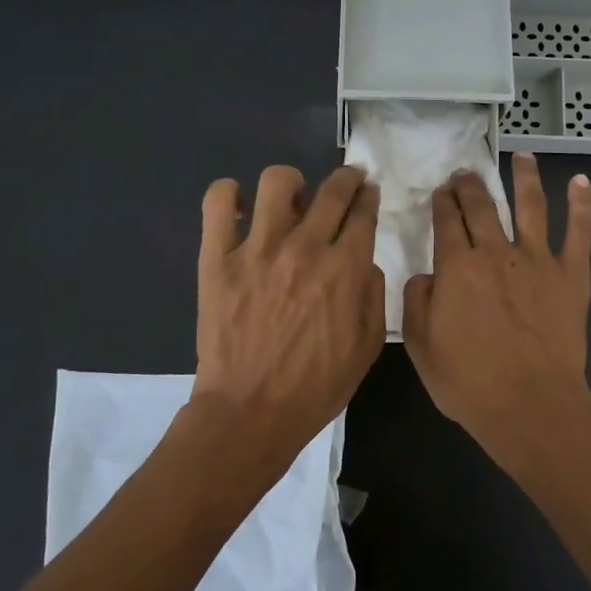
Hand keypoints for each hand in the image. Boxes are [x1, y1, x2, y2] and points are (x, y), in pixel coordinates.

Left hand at [193, 164, 384, 473]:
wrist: (250, 412)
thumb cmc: (315, 387)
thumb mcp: (367, 348)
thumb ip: (373, 296)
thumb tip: (364, 262)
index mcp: (345, 270)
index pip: (363, 213)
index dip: (368, 197)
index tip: (368, 193)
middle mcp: (305, 248)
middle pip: (332, 190)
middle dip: (346, 179)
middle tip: (345, 182)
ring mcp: (257, 249)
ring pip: (277, 181)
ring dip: (292, 183)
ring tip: (291, 200)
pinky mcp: (217, 258)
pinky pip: (219, 202)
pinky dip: (229, 194)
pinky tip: (240, 208)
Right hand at [402, 153, 590, 466]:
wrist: (531, 404)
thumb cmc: (469, 382)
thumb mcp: (421, 346)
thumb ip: (417, 301)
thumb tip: (426, 274)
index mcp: (457, 267)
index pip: (447, 220)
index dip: (442, 201)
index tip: (441, 191)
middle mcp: (497, 251)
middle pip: (483, 205)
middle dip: (471, 185)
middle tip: (467, 172)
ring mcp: (538, 259)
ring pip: (532, 205)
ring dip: (525, 177)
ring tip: (522, 156)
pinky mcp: (572, 274)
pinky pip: (579, 232)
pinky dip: (582, 205)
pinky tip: (581, 182)